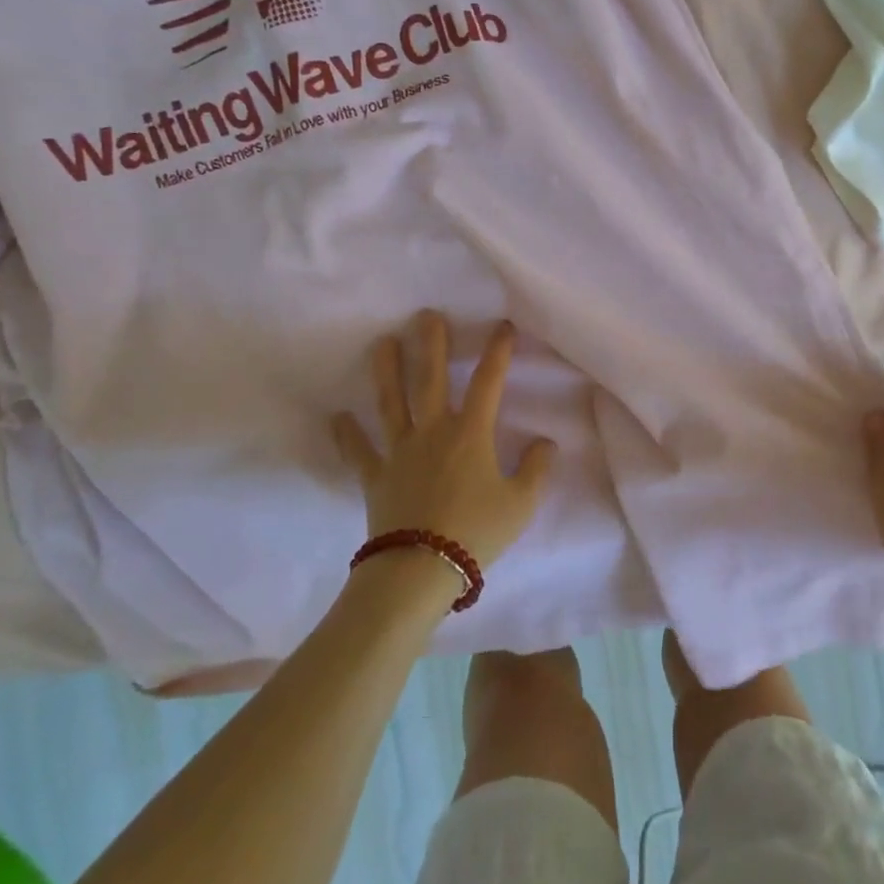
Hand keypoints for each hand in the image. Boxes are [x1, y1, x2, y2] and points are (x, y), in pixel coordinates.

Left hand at [333, 312, 555, 570]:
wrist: (422, 569)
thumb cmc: (476, 532)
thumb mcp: (521, 503)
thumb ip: (536, 469)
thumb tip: (546, 442)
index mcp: (471, 434)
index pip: (488, 383)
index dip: (497, 352)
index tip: (503, 326)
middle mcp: (433, 432)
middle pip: (430, 379)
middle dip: (431, 344)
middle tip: (426, 315)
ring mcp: (400, 452)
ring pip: (391, 403)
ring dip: (386, 371)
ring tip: (381, 342)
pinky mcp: (376, 476)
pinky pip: (359, 452)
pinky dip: (347, 435)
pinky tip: (337, 417)